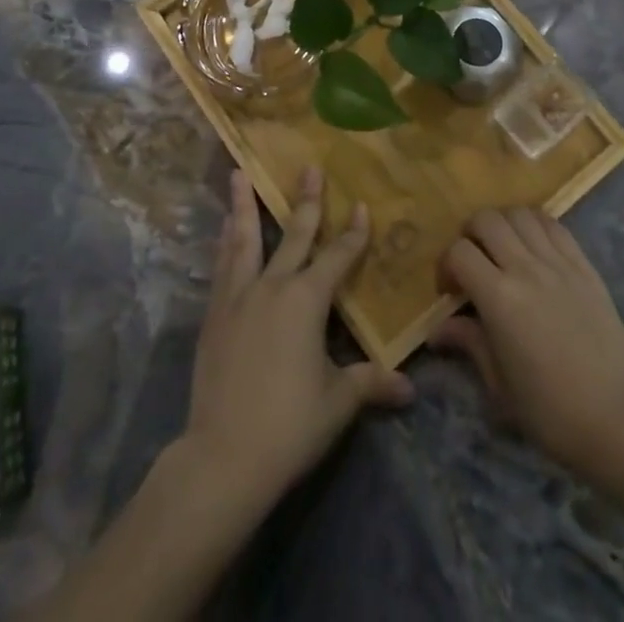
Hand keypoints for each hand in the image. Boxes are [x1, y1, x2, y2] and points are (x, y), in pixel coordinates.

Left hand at [183, 166, 413, 509]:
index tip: (361, 205)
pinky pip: (223, 266)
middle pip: (294, 234)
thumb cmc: (289, 425)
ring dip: (244, 205)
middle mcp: (273, 286)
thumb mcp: (338, 402)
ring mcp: (239, 298)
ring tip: (237, 174)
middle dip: (306, 200)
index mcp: (307, 300)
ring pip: (245, 240)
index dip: (353, 232)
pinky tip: (224, 229)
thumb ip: (370, 383)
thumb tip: (409, 388)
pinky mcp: (214, 315)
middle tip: (309, 167)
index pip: (338, 256)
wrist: (223, 457)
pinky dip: (225, 242)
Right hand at [434, 208, 623, 474]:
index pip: (459, 252)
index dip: (446, 265)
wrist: (614, 417)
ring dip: (504, 224)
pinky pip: (555, 226)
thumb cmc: (549, 410)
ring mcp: (559, 263)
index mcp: (500, 298)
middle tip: (474, 261)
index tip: (450, 290)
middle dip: (471, 234)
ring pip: (521, 214)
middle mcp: (526, 268)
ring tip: (504, 250)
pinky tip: (534, 248)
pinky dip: (536, 226)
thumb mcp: (498, 384)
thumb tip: (439, 329)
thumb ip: (469, 342)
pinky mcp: (585, 265)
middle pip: (487, 219)